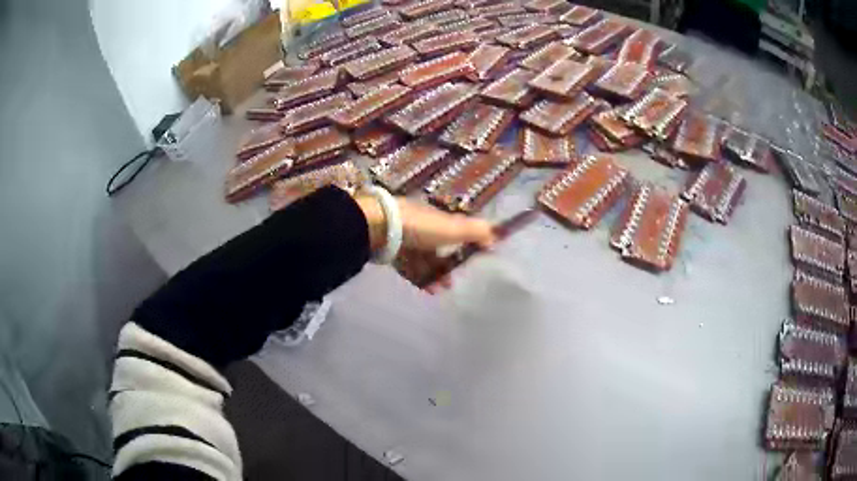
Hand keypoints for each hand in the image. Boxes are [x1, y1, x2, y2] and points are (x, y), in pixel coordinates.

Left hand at [354, 194, 495, 291]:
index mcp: (435, 218)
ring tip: (436, 291)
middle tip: (450, 284)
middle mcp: (419, 225)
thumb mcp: (453, 228)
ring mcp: (401, 238)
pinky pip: (406, 266)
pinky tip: (423, 289)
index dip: (462, 246)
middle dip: (445, 267)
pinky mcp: (387, 250)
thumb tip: (497, 236)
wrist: (379, 227)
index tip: (469, 263)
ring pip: (420, 259)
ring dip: (432, 275)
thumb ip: (476, 231)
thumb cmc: (420, 227)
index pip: (451, 231)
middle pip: (435, 248)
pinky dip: (417, 277)